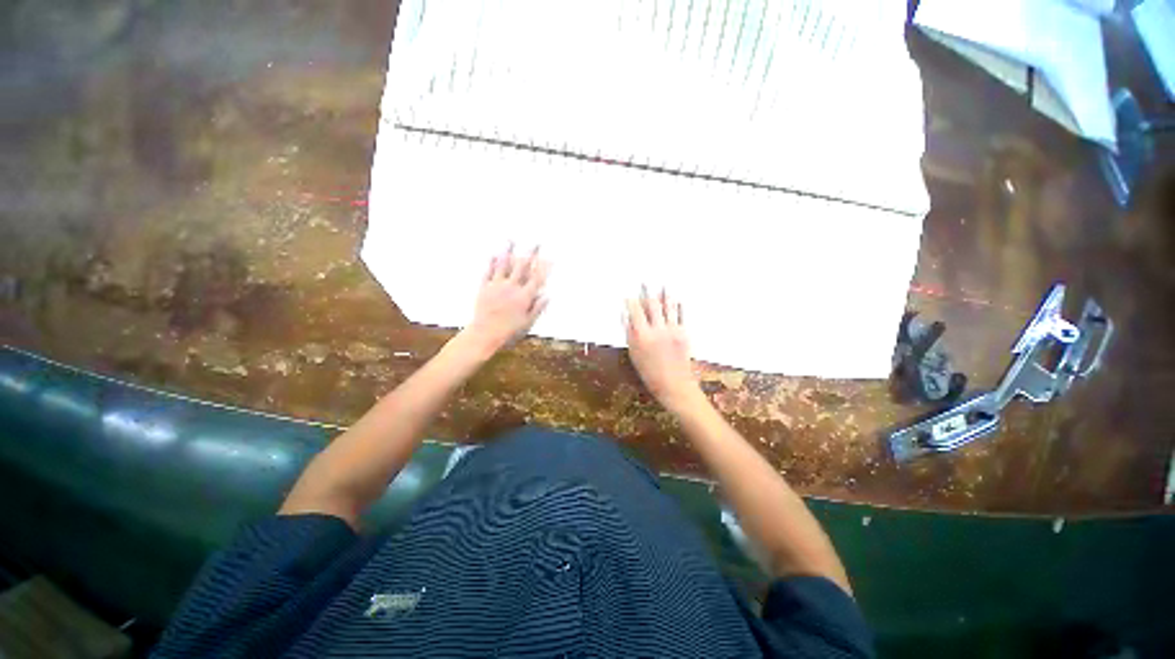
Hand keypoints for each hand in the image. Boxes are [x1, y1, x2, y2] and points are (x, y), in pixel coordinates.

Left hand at [464, 244, 549, 353]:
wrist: (485, 333)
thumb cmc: (509, 331)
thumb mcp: (527, 323)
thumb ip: (538, 308)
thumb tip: (547, 296)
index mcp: (524, 297)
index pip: (537, 279)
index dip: (544, 268)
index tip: (550, 259)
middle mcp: (512, 288)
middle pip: (523, 267)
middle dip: (531, 254)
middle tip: (536, 243)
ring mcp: (497, 286)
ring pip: (504, 265)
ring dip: (509, 251)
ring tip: (512, 241)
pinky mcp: (485, 288)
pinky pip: (489, 272)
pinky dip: (492, 262)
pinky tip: (494, 254)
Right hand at [625, 287, 699, 410]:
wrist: (674, 385)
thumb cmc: (649, 372)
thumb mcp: (634, 354)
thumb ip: (630, 333)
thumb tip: (626, 315)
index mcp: (642, 336)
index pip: (635, 311)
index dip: (632, 300)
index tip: (629, 294)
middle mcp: (657, 329)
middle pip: (652, 304)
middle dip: (647, 291)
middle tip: (645, 281)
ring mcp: (672, 330)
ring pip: (668, 306)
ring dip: (665, 293)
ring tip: (664, 282)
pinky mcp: (683, 333)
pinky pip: (681, 314)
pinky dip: (678, 305)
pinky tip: (677, 298)